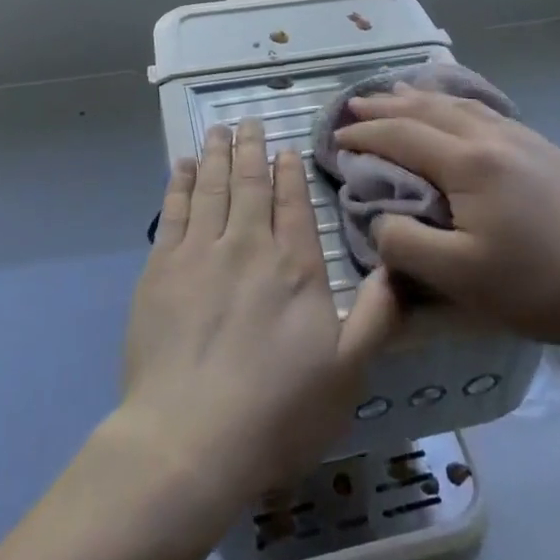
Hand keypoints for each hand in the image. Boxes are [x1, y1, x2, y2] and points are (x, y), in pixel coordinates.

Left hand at [116, 119, 399, 510]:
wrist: (191, 438)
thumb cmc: (277, 412)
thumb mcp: (348, 372)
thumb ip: (377, 315)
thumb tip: (398, 266)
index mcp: (295, 267)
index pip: (293, 203)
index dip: (289, 171)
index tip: (285, 149)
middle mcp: (248, 245)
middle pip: (250, 183)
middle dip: (250, 148)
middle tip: (248, 121)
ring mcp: (200, 252)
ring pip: (211, 186)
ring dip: (215, 154)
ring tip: (218, 130)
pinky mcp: (161, 268)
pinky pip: (173, 210)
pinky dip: (179, 183)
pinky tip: (181, 166)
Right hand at [334, 87, 559, 357]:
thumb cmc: (536, 287)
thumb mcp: (458, 278)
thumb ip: (405, 243)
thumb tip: (379, 219)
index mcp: (468, 163)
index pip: (401, 136)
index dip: (365, 135)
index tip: (336, 140)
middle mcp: (493, 137)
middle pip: (429, 110)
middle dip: (387, 106)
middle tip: (355, 105)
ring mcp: (525, 139)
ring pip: (461, 105)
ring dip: (422, 98)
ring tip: (399, 92)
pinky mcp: (547, 150)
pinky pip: (488, 112)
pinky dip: (458, 105)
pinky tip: (459, 111)